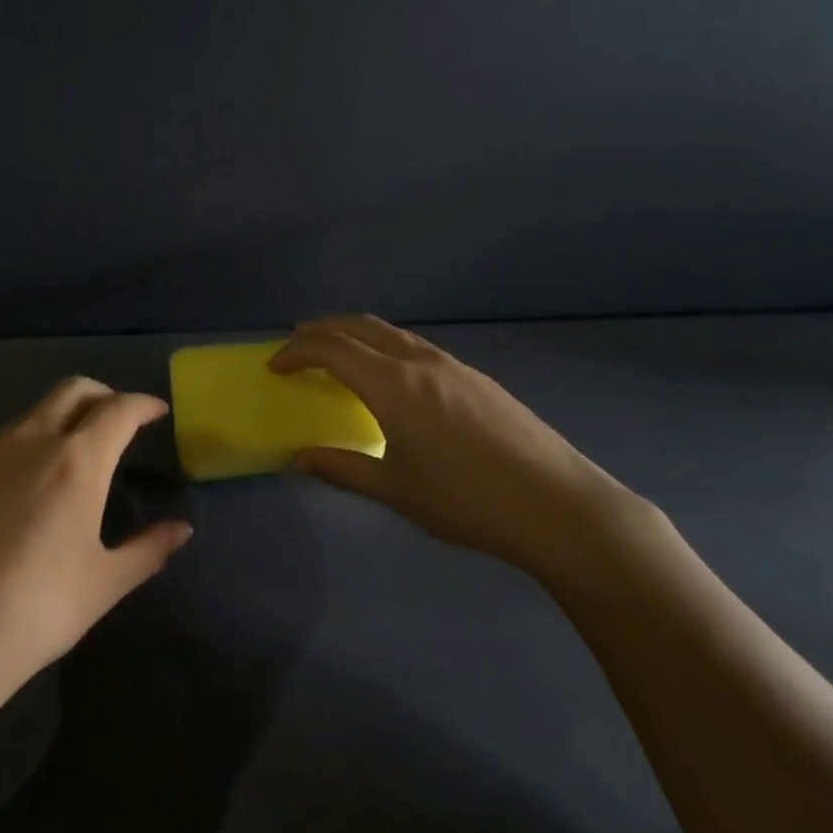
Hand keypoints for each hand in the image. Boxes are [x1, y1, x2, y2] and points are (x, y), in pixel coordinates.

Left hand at [0, 378, 191, 731]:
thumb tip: (181, 529)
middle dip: (102, 396)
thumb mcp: (103, 585)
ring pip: (28, 416)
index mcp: (75, 461)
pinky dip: (17, 453)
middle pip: (71, 390)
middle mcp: (27, 442)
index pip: (119, 409)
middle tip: (116, 424)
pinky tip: (12, 499)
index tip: (157, 412)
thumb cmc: (34, 614)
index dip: (143, 404)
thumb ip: (148, 549)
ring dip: (57, 423)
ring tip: (66, 464)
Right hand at [270, 316, 647, 580]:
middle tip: (298, 345)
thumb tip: (301, 460)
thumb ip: (344, 469)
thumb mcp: (396, 490)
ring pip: (393, 333)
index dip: (297, 352)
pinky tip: (392, 377)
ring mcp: (454, 366)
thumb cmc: (467, 501)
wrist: (557, 505)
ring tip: (339, 354)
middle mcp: (421, 362)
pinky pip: (418, 347)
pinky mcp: (477, 378)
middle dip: (323, 330)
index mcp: (394, 385)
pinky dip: (387, 348)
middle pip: (361, 327)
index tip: (275, 367)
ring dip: (357, 335)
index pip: (332, 350)